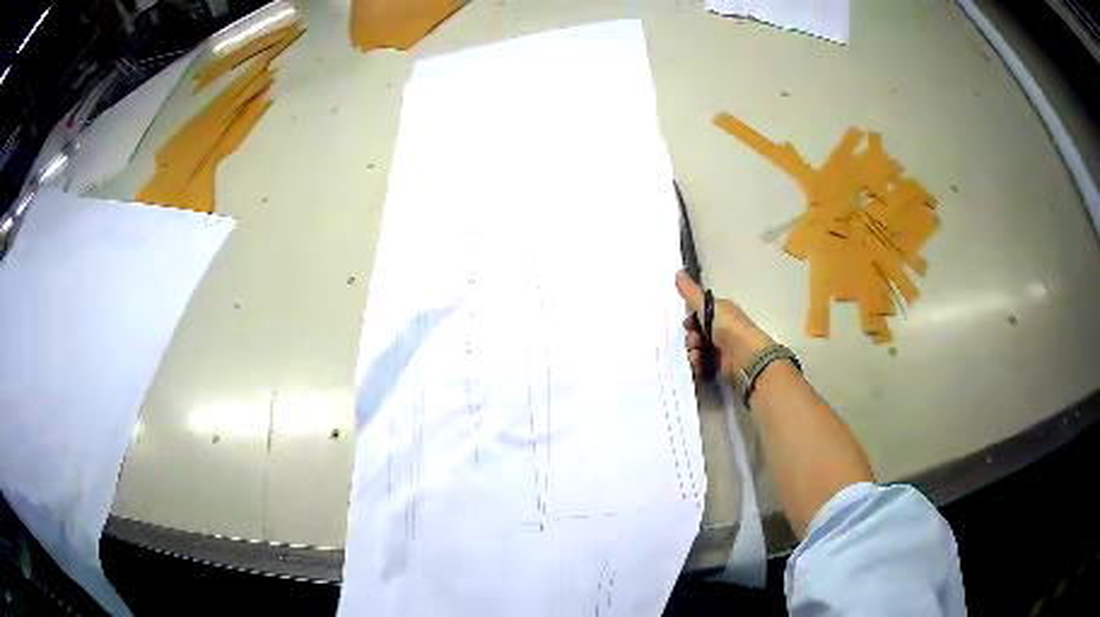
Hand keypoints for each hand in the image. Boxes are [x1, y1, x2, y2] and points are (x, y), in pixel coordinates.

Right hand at [675, 270, 772, 379]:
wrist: (747, 357)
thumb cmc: (730, 328)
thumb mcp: (708, 307)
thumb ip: (691, 293)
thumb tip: (677, 271)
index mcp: (720, 312)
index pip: (698, 313)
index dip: (690, 319)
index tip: (687, 324)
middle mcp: (720, 328)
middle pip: (695, 333)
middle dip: (690, 338)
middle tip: (694, 341)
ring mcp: (720, 348)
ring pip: (696, 349)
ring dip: (692, 353)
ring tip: (697, 356)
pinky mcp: (719, 365)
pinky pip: (701, 364)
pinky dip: (697, 365)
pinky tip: (699, 365)